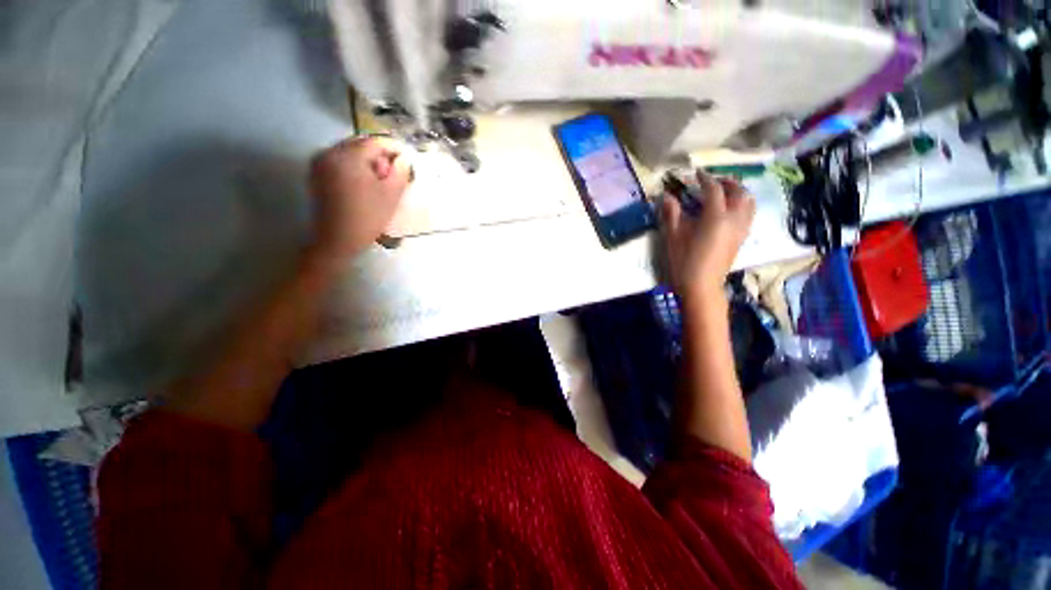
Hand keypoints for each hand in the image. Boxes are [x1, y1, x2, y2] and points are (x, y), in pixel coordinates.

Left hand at [308, 136, 411, 258]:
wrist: (337, 239)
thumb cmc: (368, 217)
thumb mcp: (391, 195)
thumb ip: (401, 172)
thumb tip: (404, 159)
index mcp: (348, 156)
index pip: (376, 142)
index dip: (394, 148)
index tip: (407, 159)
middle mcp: (330, 152)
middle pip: (361, 144)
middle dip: (380, 154)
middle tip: (393, 172)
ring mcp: (320, 162)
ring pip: (350, 152)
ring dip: (367, 161)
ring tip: (380, 179)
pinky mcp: (317, 173)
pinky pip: (340, 161)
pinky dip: (355, 166)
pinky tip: (364, 183)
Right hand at [662, 171, 754, 303]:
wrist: (701, 287)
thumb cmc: (684, 262)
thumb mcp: (673, 237)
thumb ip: (671, 214)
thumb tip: (666, 196)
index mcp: (716, 217)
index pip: (714, 190)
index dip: (704, 179)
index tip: (696, 173)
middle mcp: (734, 219)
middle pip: (739, 192)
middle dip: (727, 182)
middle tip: (712, 180)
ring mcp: (741, 229)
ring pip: (748, 203)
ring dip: (739, 192)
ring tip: (725, 192)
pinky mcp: (741, 239)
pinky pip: (748, 214)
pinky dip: (742, 205)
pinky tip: (730, 210)